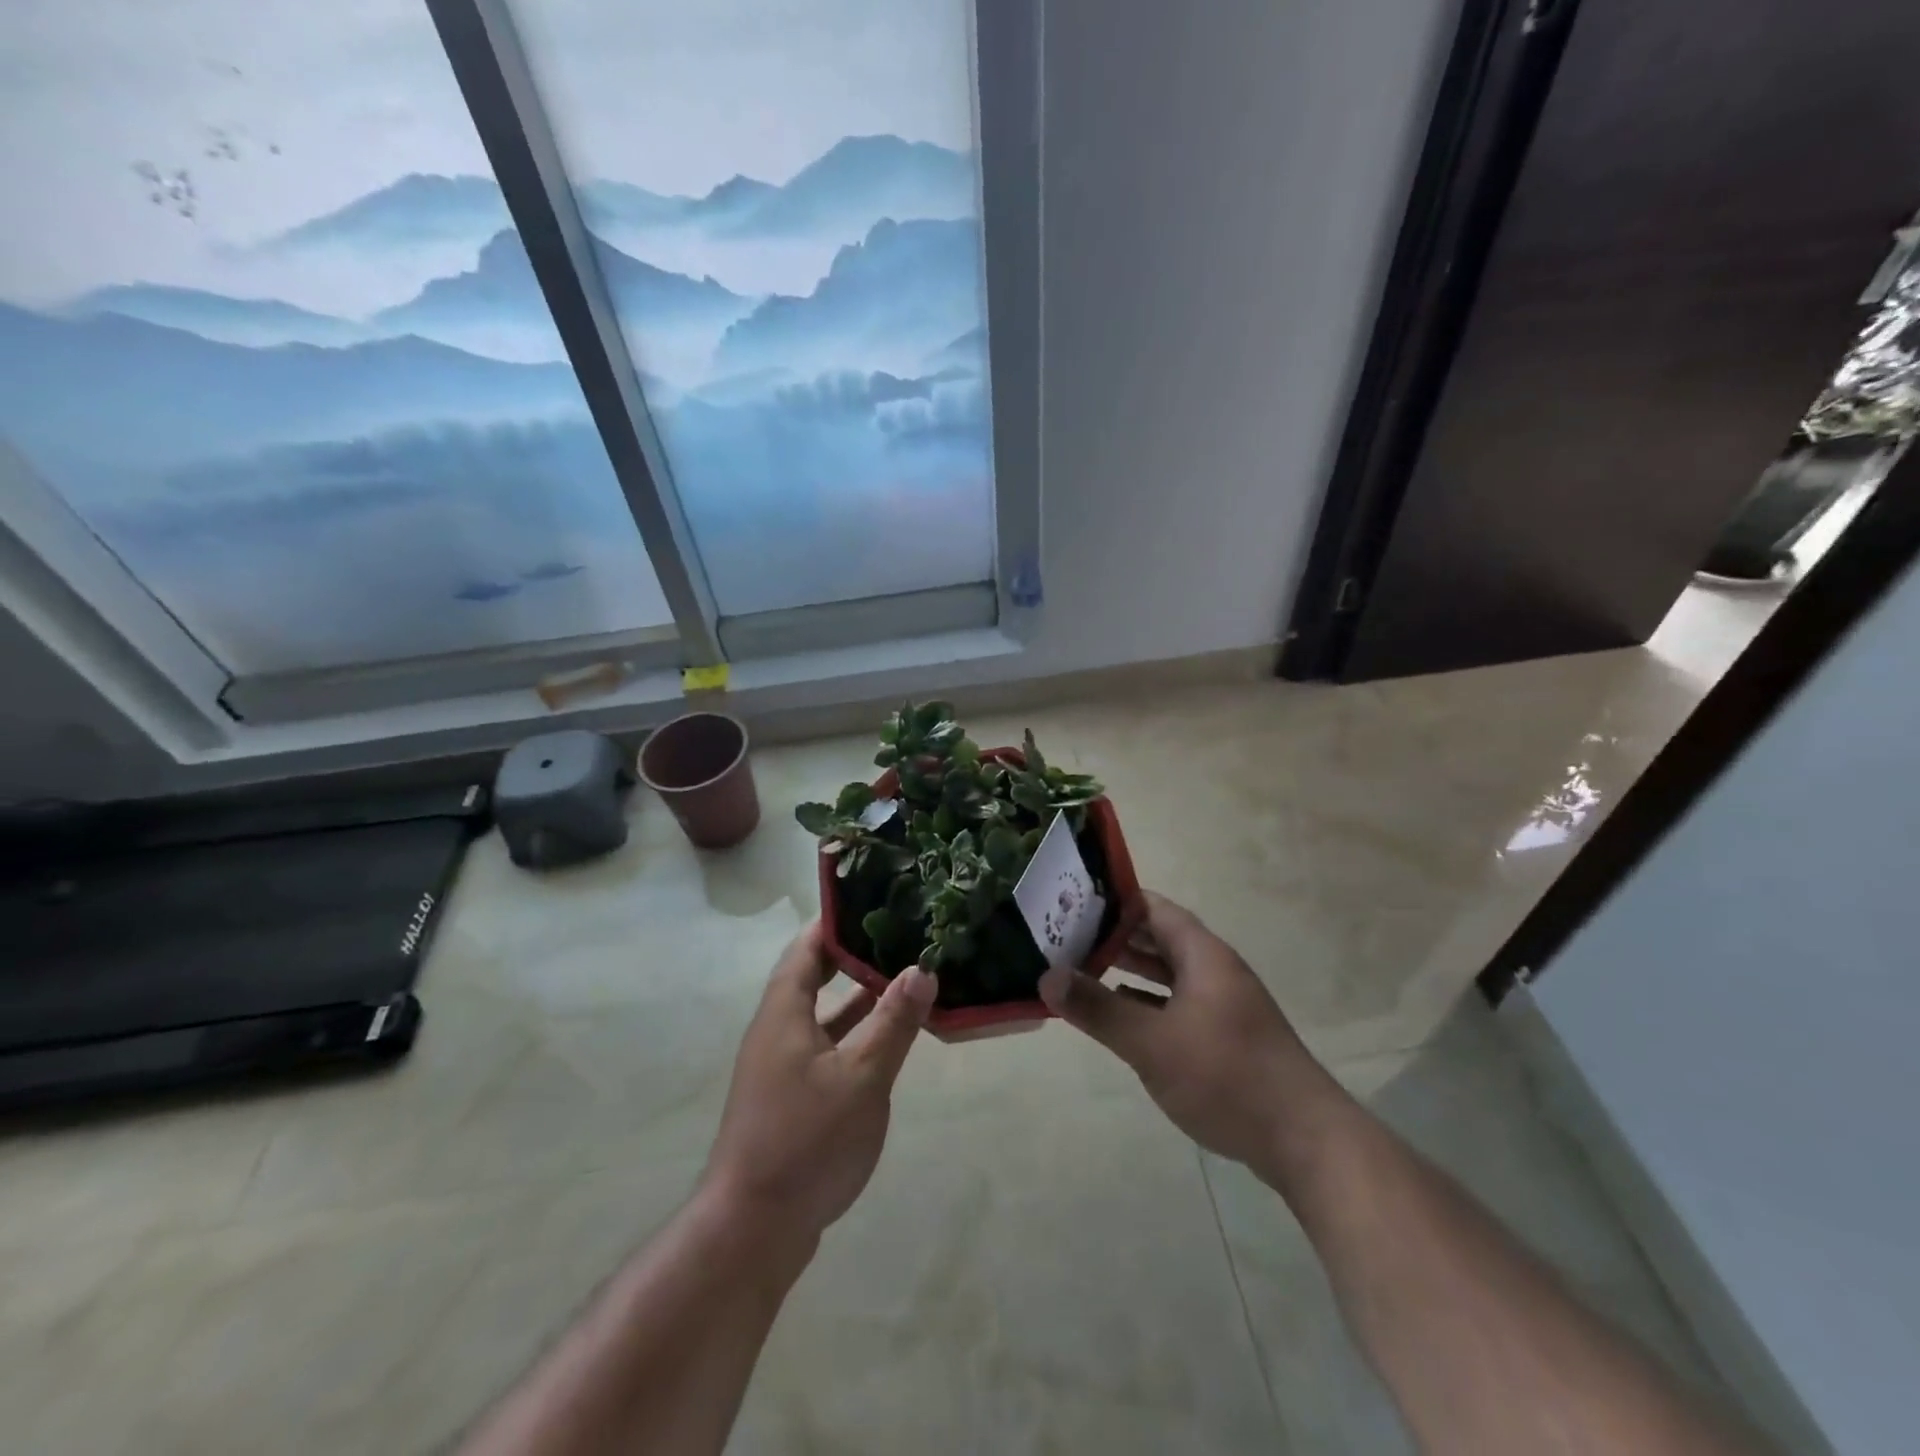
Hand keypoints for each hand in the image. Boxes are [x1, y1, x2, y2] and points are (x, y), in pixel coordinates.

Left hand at [700, 922, 937, 1247]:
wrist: (752, 1230)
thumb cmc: (806, 1140)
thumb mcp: (862, 1076)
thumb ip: (893, 1021)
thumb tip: (922, 968)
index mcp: (784, 1012)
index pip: (806, 947)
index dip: (835, 920)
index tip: (873, 897)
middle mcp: (777, 1030)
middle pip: (812, 976)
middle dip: (852, 954)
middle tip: (897, 932)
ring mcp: (781, 1066)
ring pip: (822, 1015)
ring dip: (856, 995)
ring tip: (902, 975)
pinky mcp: (790, 1098)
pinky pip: (825, 1046)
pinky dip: (854, 1033)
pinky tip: (887, 1039)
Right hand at [1039, 892, 1334, 1176]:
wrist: (1305, 1141)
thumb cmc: (1226, 1077)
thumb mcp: (1152, 1043)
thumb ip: (1098, 1008)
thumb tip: (1046, 975)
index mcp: (1203, 955)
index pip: (1153, 908)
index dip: (1114, 901)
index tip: (1071, 900)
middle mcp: (1214, 970)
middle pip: (1159, 938)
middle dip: (1115, 935)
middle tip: (1065, 934)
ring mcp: (1223, 1004)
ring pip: (1168, 973)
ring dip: (1130, 969)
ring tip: (1083, 967)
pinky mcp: (1226, 1036)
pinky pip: (1177, 1003)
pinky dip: (1146, 1001)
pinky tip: (1121, 1012)